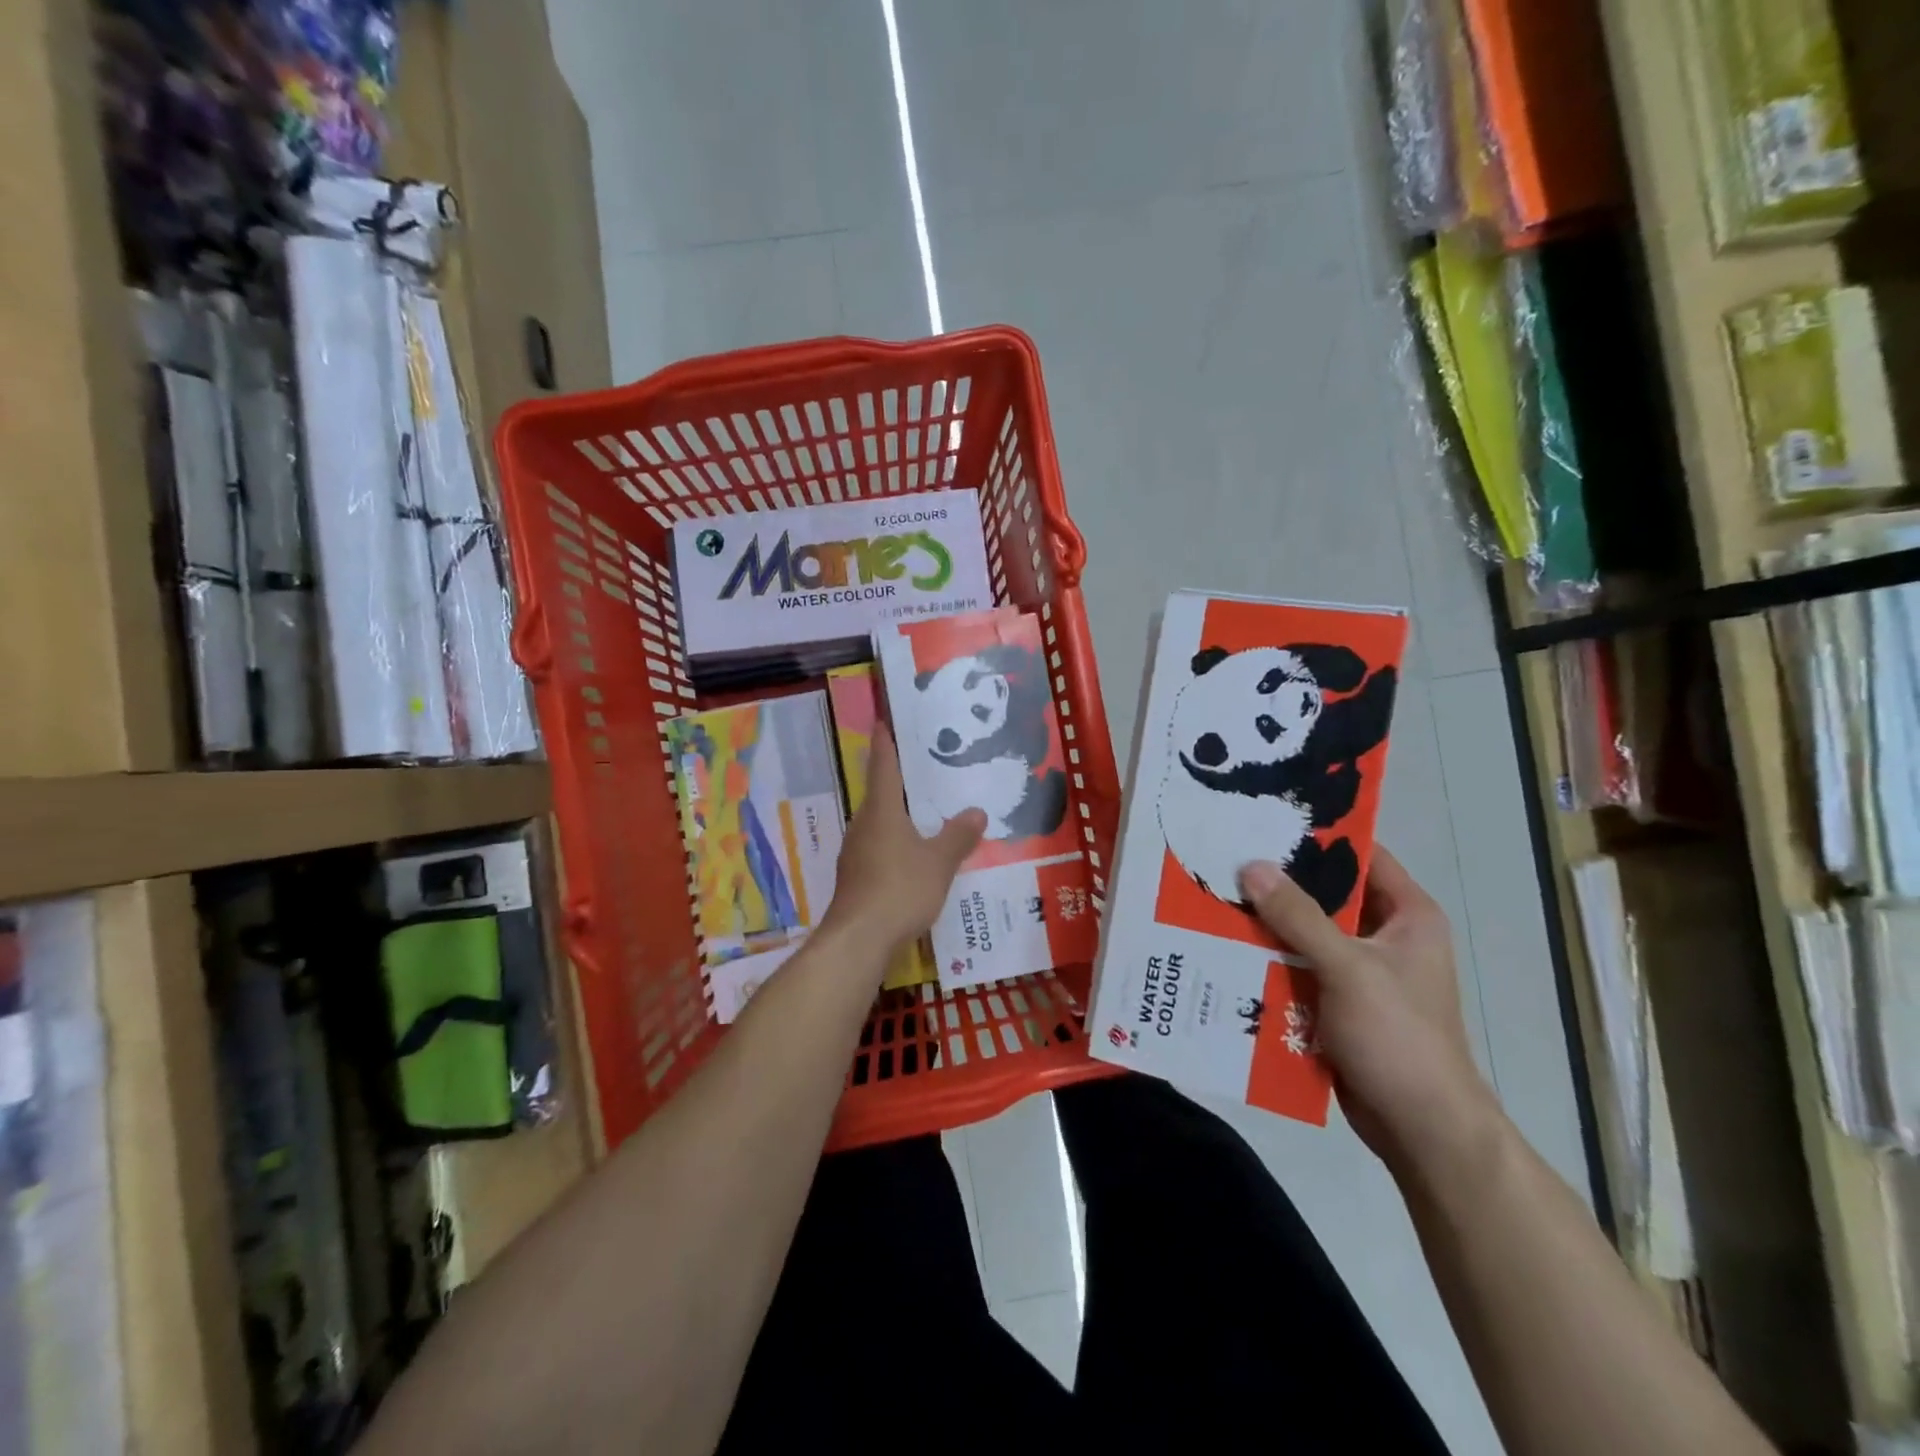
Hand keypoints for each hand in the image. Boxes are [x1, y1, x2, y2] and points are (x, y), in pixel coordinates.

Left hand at [823, 724, 985, 959]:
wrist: (858, 940)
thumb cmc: (899, 889)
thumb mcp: (939, 862)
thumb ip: (958, 836)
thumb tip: (977, 811)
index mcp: (881, 811)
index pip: (883, 766)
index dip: (885, 742)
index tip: (883, 720)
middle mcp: (863, 825)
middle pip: (880, 795)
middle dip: (900, 782)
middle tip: (926, 770)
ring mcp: (855, 853)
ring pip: (879, 824)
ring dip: (899, 816)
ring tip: (926, 813)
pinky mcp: (856, 878)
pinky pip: (879, 849)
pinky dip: (896, 844)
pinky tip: (914, 857)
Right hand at [1239, 847, 1498, 1175]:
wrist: (1420, 1128)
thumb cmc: (1398, 1036)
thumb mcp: (1348, 968)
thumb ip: (1299, 917)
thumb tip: (1252, 866)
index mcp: (1407, 915)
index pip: (1361, 855)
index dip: (1318, 835)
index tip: (1265, 819)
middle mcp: (1384, 935)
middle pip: (1325, 894)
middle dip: (1279, 880)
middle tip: (1225, 856)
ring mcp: (1359, 970)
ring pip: (1305, 931)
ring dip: (1267, 921)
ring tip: (1213, 895)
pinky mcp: (1337, 1000)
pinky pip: (1297, 966)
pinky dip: (1268, 957)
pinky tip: (1224, 945)